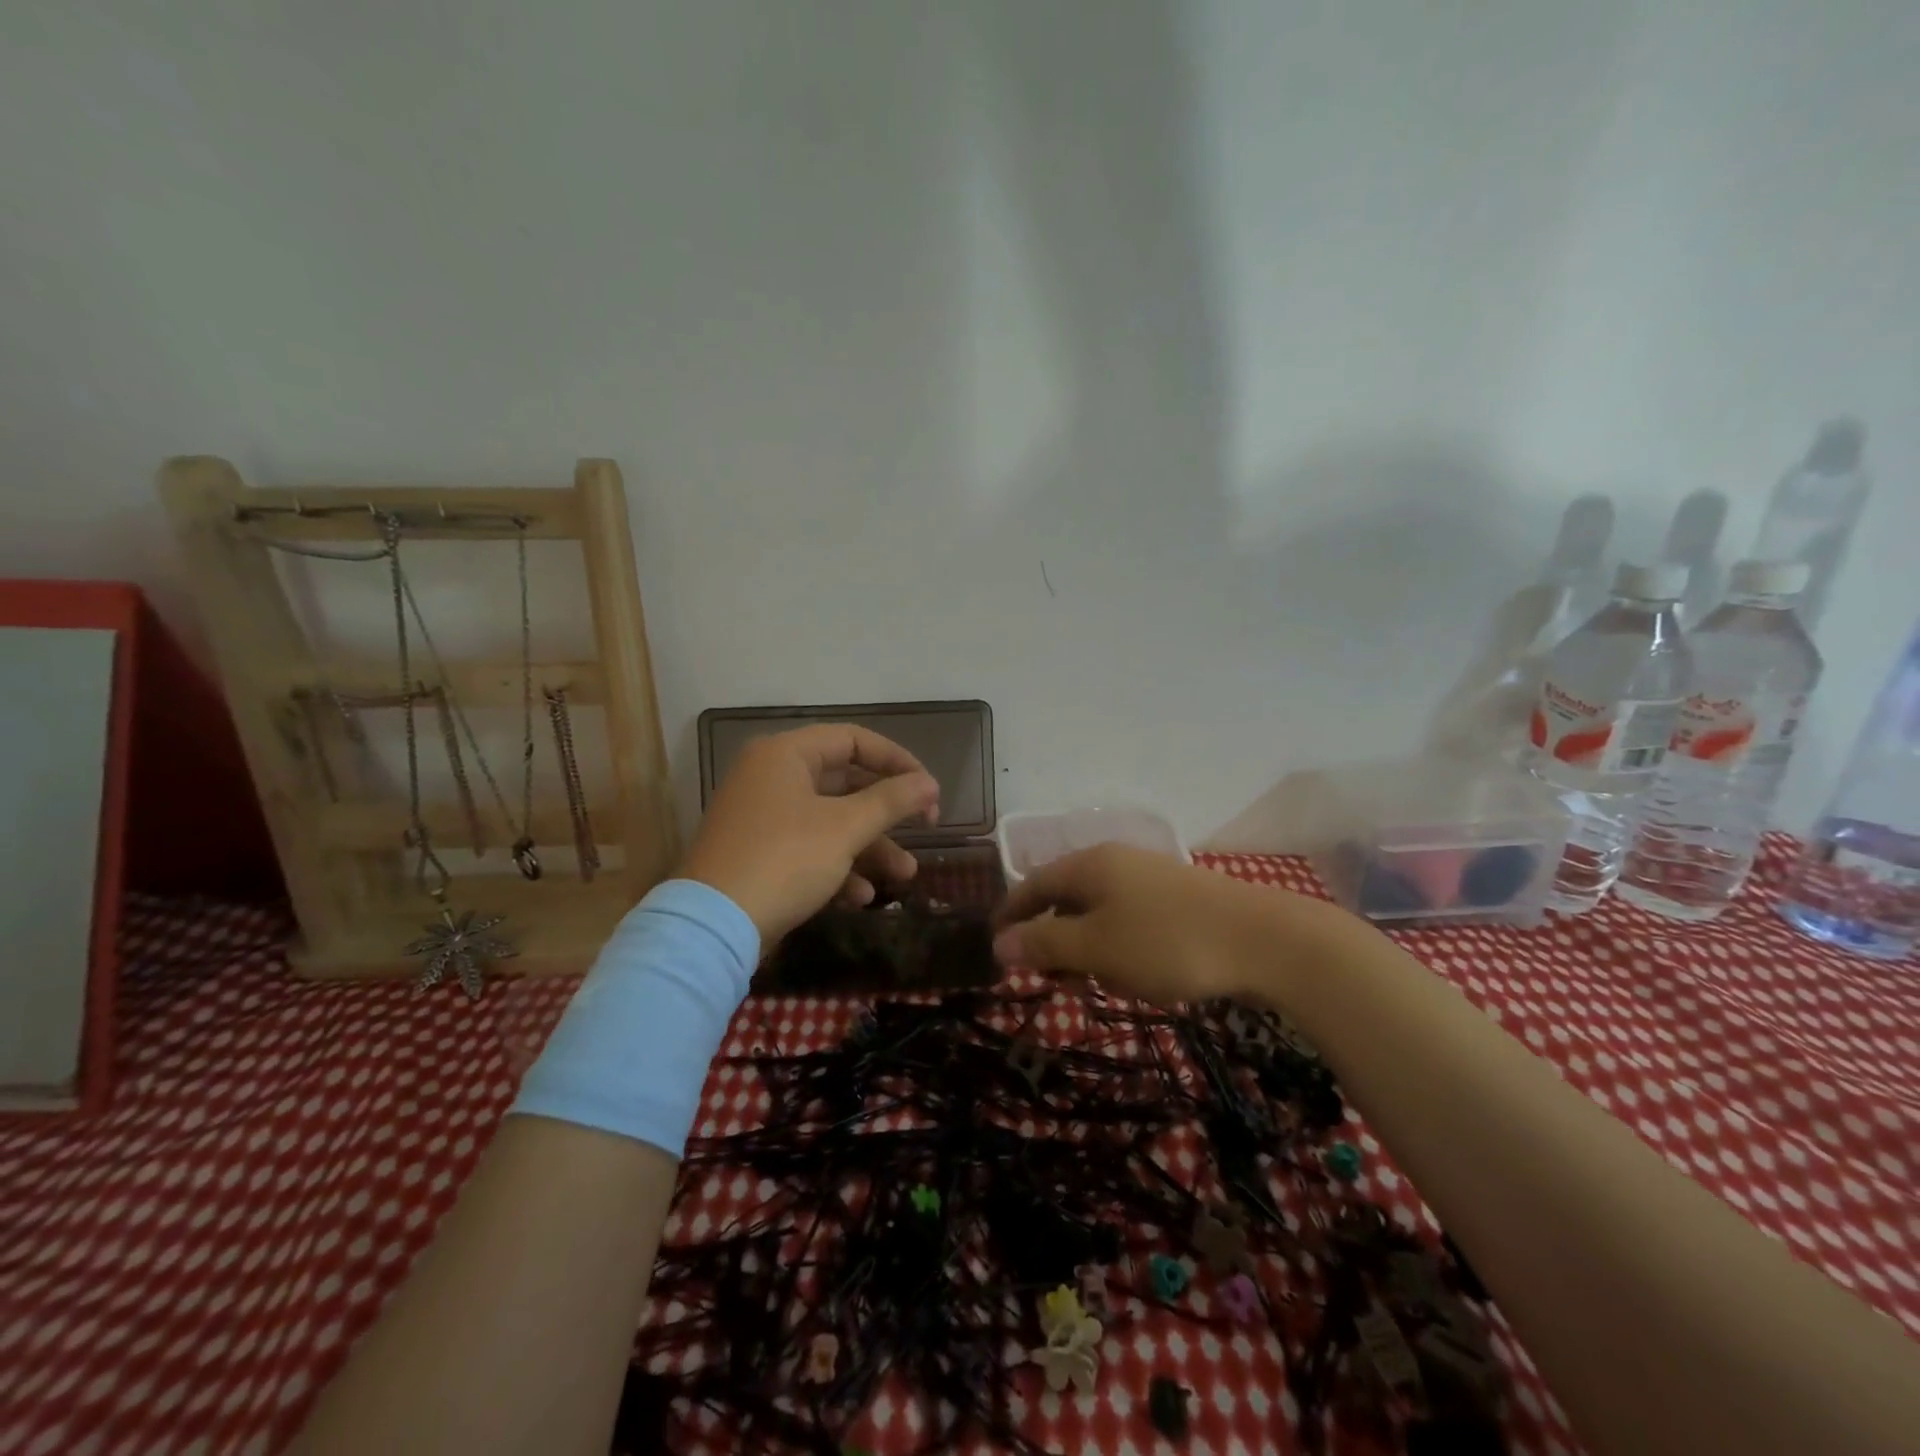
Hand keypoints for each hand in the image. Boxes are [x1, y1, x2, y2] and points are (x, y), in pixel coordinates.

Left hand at [680, 724, 939, 942]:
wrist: (712, 928)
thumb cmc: (784, 860)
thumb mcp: (845, 828)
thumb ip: (892, 801)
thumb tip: (930, 783)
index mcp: (785, 755)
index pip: (853, 740)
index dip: (897, 760)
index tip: (928, 789)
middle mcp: (770, 777)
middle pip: (844, 783)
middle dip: (887, 813)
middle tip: (926, 828)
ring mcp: (762, 817)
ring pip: (830, 821)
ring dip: (870, 847)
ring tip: (906, 876)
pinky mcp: (758, 854)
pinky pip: (808, 848)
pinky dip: (838, 867)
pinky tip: (862, 897)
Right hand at [992, 843, 1322, 1005]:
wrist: (1265, 940)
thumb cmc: (1168, 942)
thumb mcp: (1096, 947)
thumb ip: (1044, 943)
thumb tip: (999, 943)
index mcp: (1090, 864)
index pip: (1034, 883)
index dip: (1011, 914)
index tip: (995, 947)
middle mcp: (1117, 862)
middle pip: (1067, 897)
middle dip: (1053, 939)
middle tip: (1050, 979)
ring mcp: (1151, 879)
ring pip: (1101, 913)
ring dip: (1088, 948)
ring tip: (1097, 984)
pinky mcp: (1179, 900)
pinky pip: (1131, 922)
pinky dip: (1120, 948)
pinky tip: (1138, 976)